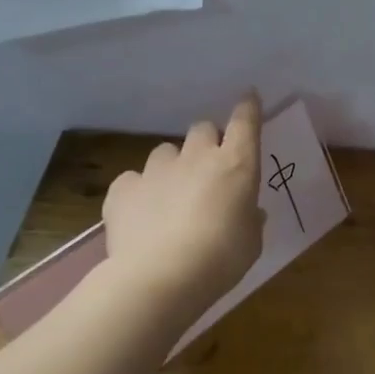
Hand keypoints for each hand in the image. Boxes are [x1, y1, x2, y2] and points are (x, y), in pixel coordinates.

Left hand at [102, 94, 264, 316]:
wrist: (161, 276)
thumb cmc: (222, 258)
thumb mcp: (251, 241)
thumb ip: (250, 219)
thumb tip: (248, 211)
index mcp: (236, 165)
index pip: (245, 123)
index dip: (248, 107)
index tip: (248, 96)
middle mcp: (197, 157)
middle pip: (202, 129)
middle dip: (207, 142)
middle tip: (208, 169)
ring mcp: (157, 170)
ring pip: (166, 151)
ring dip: (173, 166)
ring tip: (171, 195)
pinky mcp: (123, 188)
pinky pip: (133, 179)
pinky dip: (140, 191)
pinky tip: (142, 213)